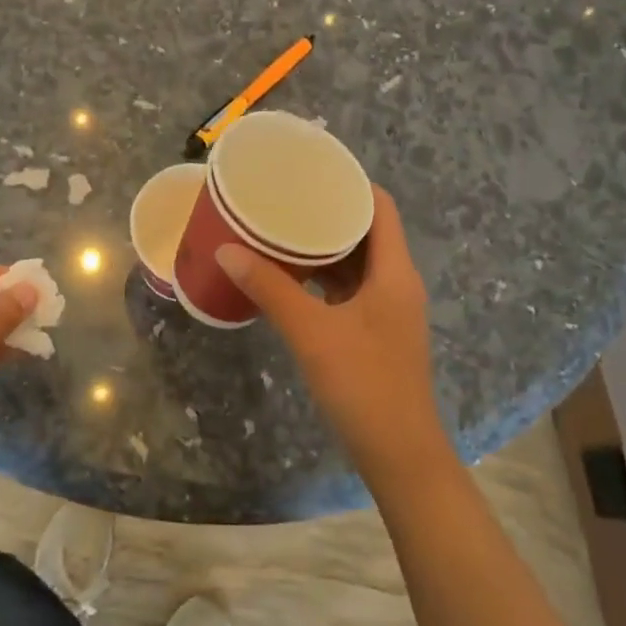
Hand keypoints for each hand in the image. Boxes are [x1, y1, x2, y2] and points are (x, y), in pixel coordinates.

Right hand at [216, 188, 452, 492]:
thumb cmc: (364, 385)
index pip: (379, 206)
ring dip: (323, 246)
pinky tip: (290, 276)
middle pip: (366, 230)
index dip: (349, 183)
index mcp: (394, 271)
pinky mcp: (375, 331)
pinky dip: (322, 276)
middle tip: (284, 198)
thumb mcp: (311, 332)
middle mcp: (396, 282)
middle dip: (327, 212)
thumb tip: (227, 249)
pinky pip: (348, 288)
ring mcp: (387, 309)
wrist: (399, 455)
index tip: (310, 170)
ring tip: (280, 229)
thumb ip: (270, 288)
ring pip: (356, 261)